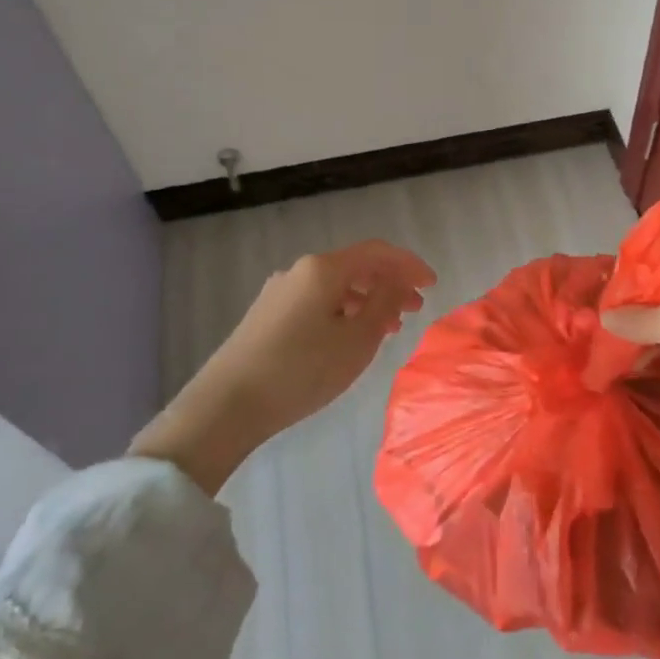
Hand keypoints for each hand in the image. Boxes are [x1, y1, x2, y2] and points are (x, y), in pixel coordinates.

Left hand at [132, 240, 435, 492]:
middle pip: (356, 267)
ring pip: (336, 286)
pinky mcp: (267, 316)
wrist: (226, 405)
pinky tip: (351, 336)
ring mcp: (280, 292)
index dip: (409, 264)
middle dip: (390, 283)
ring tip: (390, 327)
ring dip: (368, 300)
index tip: (433, 284)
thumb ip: (384, 304)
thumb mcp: (357, 340)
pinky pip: (318, 302)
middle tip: (416, 307)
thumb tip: (397, 281)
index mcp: (324, 269)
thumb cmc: (302, 370)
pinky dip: (344, 311)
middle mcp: (300, 271)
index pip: (377, 252)